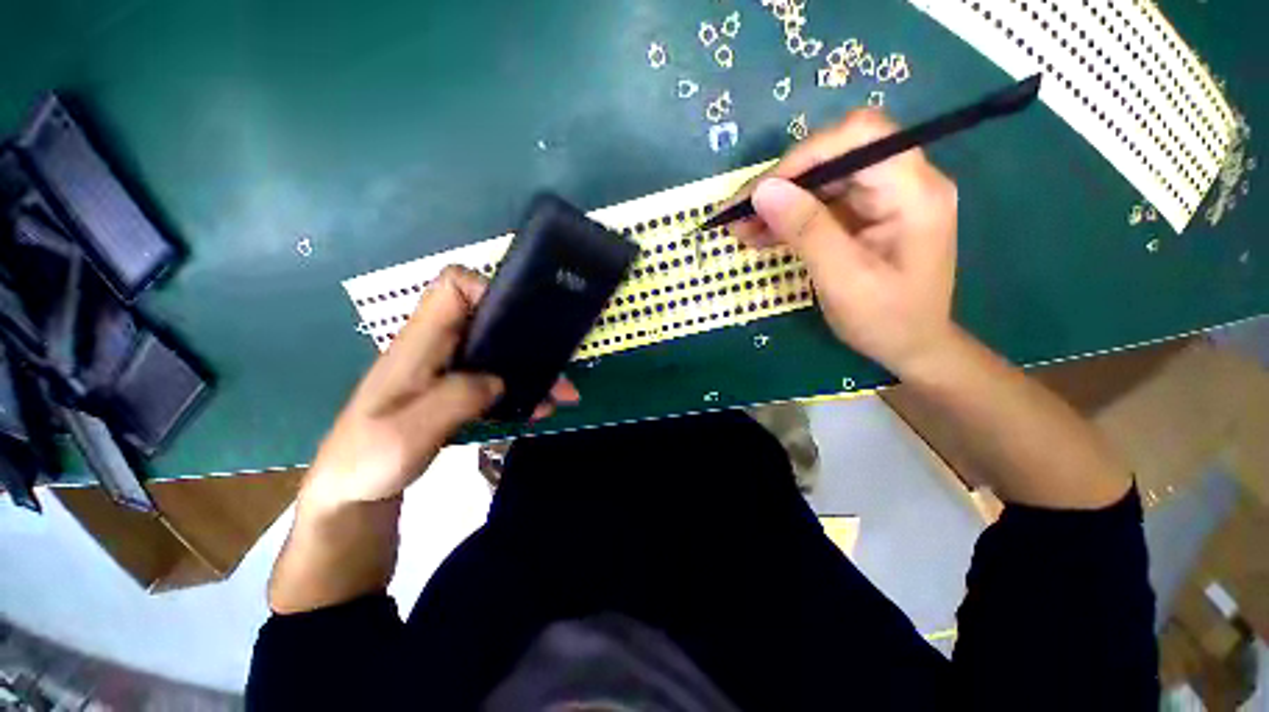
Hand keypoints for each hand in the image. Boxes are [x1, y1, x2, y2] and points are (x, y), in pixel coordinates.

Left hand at [303, 265, 578, 506]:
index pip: (451, 286)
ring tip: (562, 394)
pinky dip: (522, 389)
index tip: (518, 316)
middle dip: (527, 336)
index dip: (486, 289)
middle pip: (488, 318)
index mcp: (420, 344)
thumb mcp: (408, 433)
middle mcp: (438, 348)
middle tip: (558, 363)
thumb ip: (455, 399)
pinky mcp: (457, 390)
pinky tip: (540, 409)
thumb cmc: (368, 459)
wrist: (353, 490)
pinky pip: (497, 378)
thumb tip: (498, 380)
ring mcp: (449, 369)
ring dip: (532, 368)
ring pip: (499, 351)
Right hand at [731, 110, 958, 377]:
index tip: (760, 193)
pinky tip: (759, 235)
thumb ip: (807, 230)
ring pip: (822, 180)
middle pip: (835, 156)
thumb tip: (763, 190)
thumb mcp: (843, 279)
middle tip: (738, 214)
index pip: (858, 138)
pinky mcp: (865, 215)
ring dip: (779, 202)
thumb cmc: (886, 319)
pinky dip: (788, 218)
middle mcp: (902, 182)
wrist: (912, 346)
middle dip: (782, 183)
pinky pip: (821, 204)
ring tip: (740, 228)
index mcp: (912, 192)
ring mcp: (883, 198)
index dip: (804, 157)